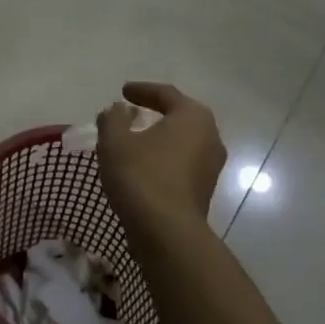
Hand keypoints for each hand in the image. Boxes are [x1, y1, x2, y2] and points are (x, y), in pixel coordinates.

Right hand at [96, 82, 225, 239]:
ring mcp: (211, 167)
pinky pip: (181, 165)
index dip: (142, 90)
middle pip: (180, 117)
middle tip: (132, 112)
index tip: (123, 91)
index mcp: (193, 117)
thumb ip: (113, 118)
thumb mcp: (115, 140)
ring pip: (182, 143)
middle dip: (155, 113)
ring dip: (160, 139)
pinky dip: (163, 159)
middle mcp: (210, 137)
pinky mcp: (204, 191)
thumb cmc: (141, 176)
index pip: (166, 94)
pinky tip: (143, 167)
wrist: (167, 233)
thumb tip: (118, 111)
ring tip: (135, 141)